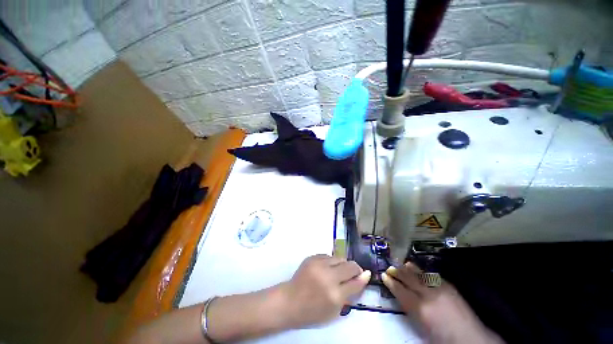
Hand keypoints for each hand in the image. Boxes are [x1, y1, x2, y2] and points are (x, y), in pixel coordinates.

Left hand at [280, 254, 370, 328]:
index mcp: (335, 295)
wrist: (290, 301)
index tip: (367, 274)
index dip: (363, 277)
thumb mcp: (334, 310)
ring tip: (338, 272)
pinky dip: (331, 262)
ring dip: (342, 264)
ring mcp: (319, 264)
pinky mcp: (312, 257)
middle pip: (350, 266)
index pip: (356, 282)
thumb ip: (349, 294)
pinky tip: (327, 269)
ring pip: (339, 258)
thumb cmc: (313, 311)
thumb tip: (362, 278)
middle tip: (354, 273)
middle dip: (355, 269)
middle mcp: (328, 277)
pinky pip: (328, 256)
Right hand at [382, 262, 502, 343]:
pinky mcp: (449, 287)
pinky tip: (419, 270)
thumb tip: (401, 297)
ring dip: (409, 269)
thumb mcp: (421, 327)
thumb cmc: (442, 338)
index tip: (383, 276)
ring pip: (419, 274)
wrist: (469, 338)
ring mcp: (439, 289)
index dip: (391, 282)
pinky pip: (432, 276)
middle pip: (408, 279)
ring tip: (401, 264)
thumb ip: (410, 309)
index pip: (400, 290)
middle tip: (389, 268)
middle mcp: (427, 295)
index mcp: (419, 308)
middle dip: (397, 272)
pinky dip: (423, 272)